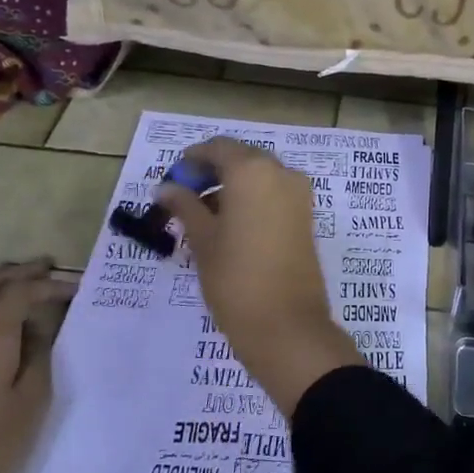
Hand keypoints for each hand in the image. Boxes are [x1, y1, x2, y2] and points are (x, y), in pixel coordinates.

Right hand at [157, 137, 360, 416]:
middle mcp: (282, 173)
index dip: (192, 159)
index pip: (219, 148)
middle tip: (184, 197)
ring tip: (201, 216)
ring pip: (260, 177)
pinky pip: (274, 194)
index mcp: (253, 170)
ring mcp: (299, 194)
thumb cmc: (235, 278)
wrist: (286, 324)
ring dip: (232, 187)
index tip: (172, 179)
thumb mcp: (202, 240)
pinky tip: (229, 225)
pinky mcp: (307, 216)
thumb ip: (185, 207)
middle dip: (212, 172)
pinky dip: (252, 199)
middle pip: (242, 159)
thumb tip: (167, 188)